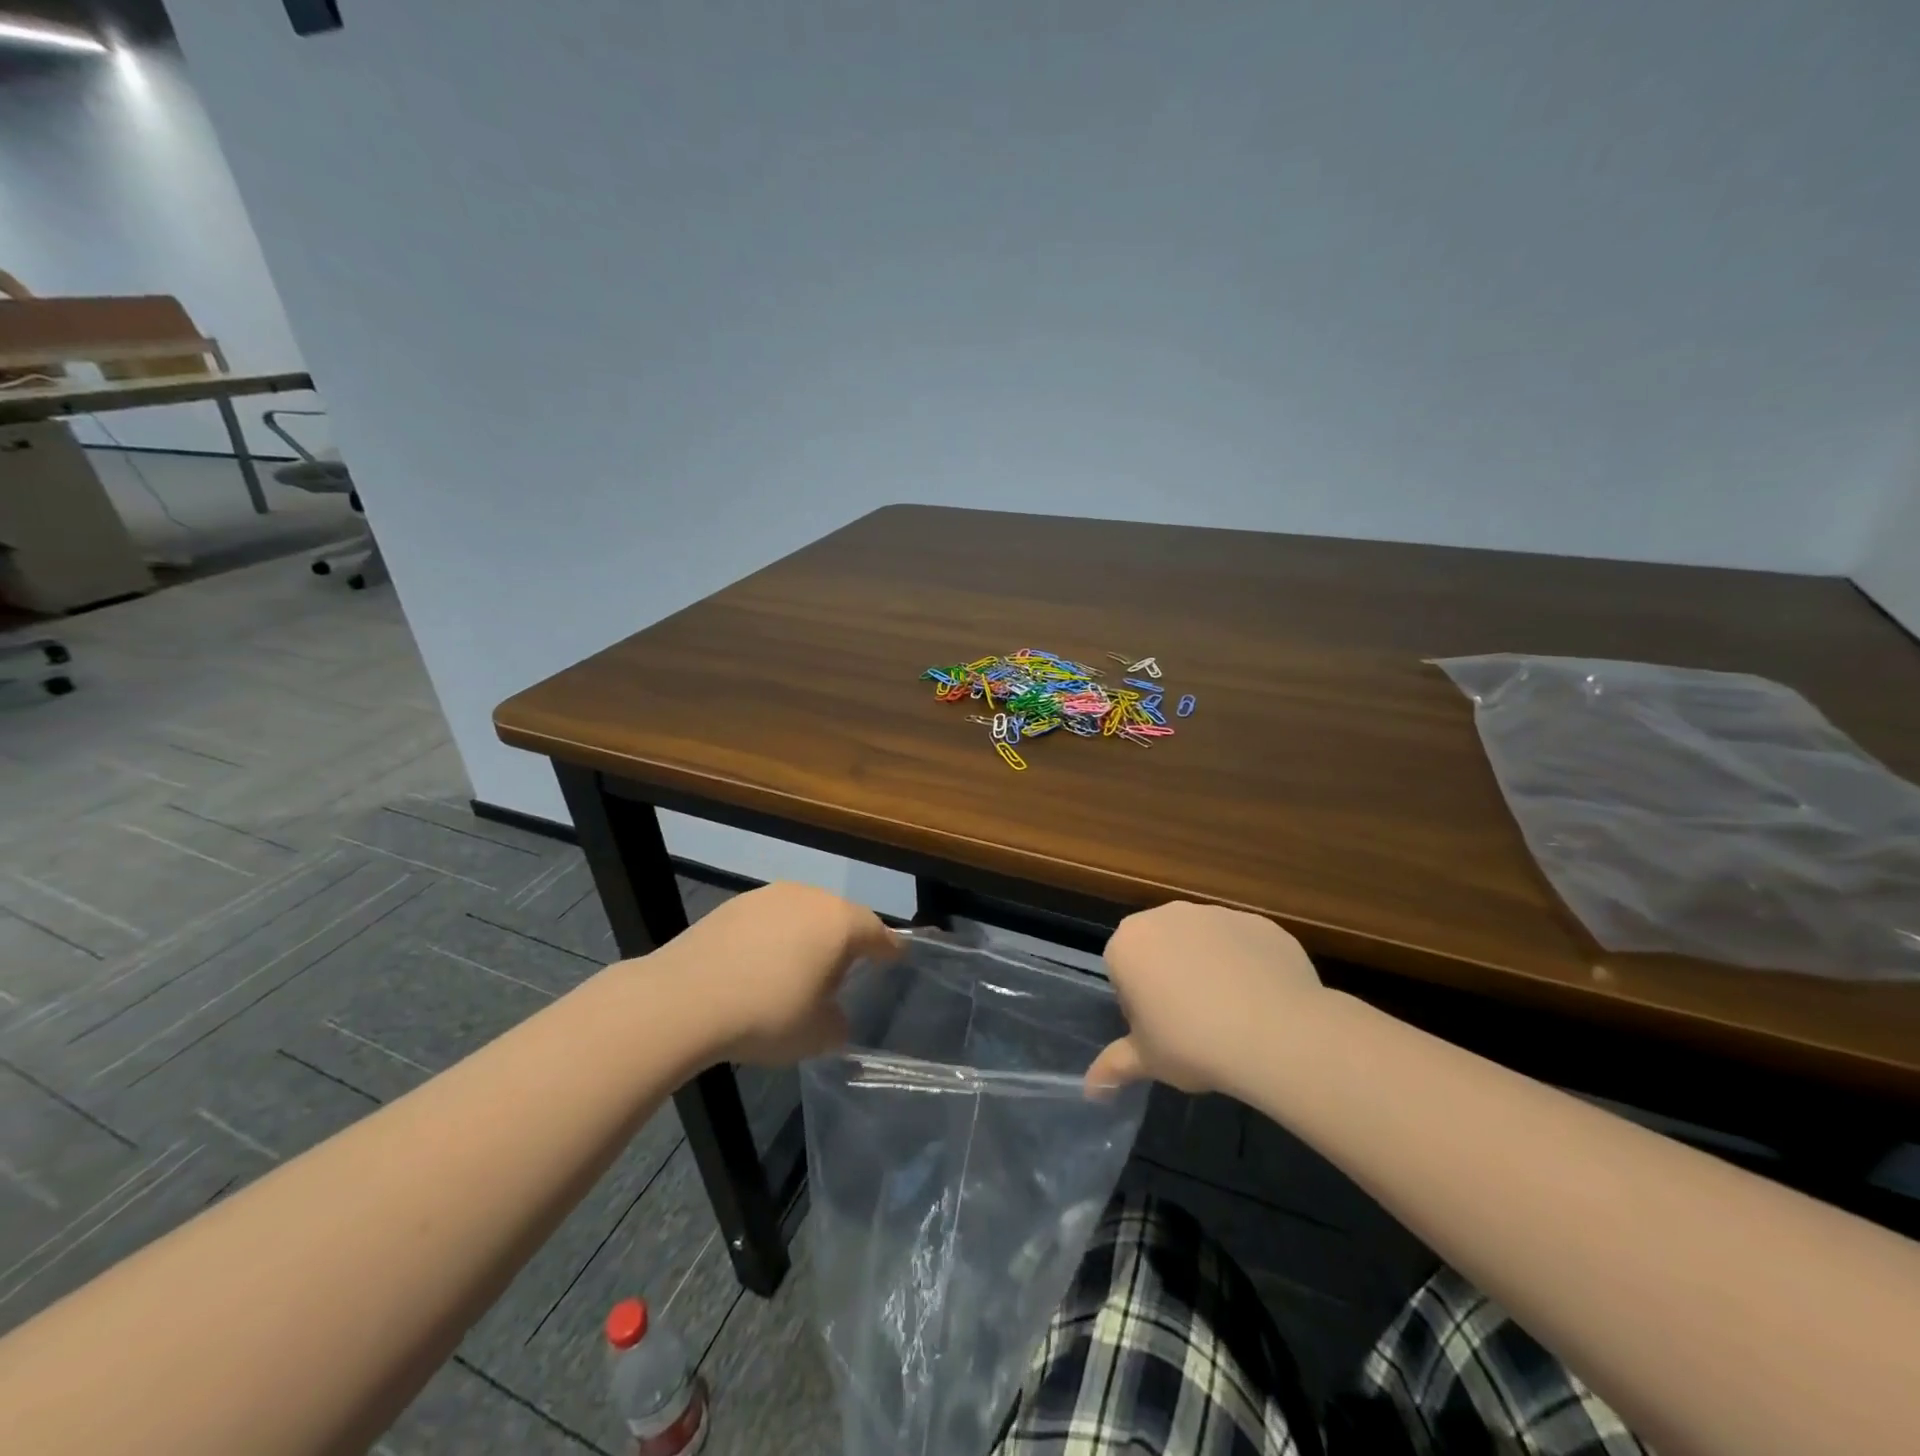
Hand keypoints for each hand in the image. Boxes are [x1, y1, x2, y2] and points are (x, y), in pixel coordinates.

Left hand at [647, 881, 900, 1065]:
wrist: (685, 999)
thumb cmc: (767, 1015)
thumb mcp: (817, 1035)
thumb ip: (837, 1023)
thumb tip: (833, 1015)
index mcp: (840, 923)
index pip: (878, 933)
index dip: (889, 948)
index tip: (897, 957)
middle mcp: (810, 898)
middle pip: (840, 917)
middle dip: (846, 941)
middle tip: (845, 972)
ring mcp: (769, 897)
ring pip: (803, 914)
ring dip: (807, 937)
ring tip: (799, 970)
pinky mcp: (734, 905)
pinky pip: (770, 920)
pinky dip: (774, 938)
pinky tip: (760, 966)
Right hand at [1087, 901, 1322, 1094]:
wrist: (1275, 1032)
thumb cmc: (1192, 1043)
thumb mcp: (1148, 1061)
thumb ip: (1115, 1066)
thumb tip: (1091, 1089)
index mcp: (1128, 943)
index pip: (1123, 971)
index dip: (1139, 1004)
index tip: (1160, 1031)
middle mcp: (1166, 916)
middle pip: (1160, 948)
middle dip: (1170, 977)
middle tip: (1192, 1023)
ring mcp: (1215, 914)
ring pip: (1203, 942)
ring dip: (1208, 967)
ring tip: (1231, 1014)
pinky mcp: (1257, 921)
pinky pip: (1243, 943)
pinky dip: (1247, 964)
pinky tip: (1262, 1000)